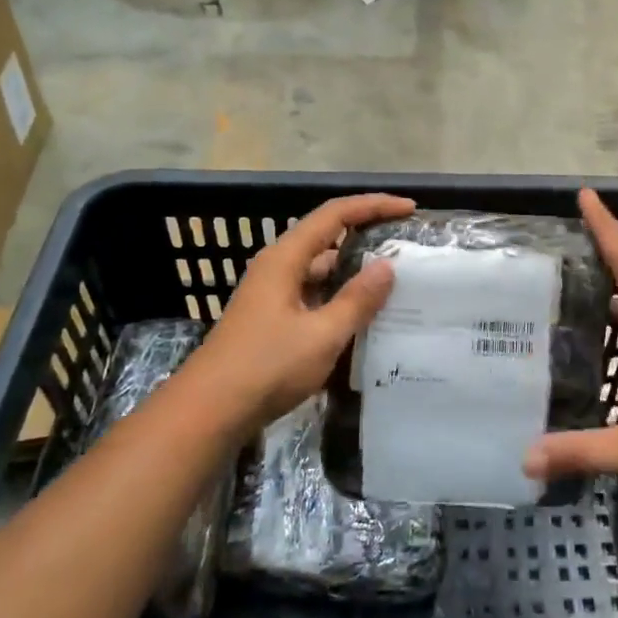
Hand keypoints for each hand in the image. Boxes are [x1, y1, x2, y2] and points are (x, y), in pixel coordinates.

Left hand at [188, 193, 413, 431]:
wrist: (209, 412)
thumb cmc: (266, 367)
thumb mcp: (322, 335)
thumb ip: (357, 299)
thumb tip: (387, 266)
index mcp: (285, 259)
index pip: (335, 214)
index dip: (373, 205)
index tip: (408, 209)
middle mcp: (277, 267)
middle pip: (327, 238)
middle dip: (367, 237)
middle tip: (406, 247)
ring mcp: (272, 294)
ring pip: (321, 271)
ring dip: (354, 272)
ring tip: (394, 282)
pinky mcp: (272, 319)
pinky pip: (314, 295)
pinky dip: (340, 298)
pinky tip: (363, 316)